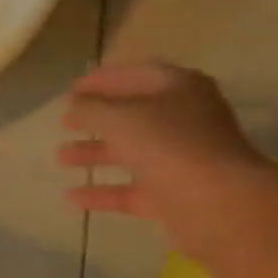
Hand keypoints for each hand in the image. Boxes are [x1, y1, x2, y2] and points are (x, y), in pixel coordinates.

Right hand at [57, 61, 269, 257]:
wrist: (217, 202)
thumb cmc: (168, 145)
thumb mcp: (120, 118)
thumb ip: (91, 108)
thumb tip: (75, 104)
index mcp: (179, 89)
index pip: (137, 74)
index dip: (103, 79)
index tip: (71, 89)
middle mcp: (184, 120)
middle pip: (135, 114)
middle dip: (98, 117)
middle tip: (65, 121)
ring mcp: (180, 158)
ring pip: (131, 152)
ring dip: (96, 153)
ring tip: (60, 158)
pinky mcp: (174, 194)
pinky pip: (132, 190)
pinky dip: (103, 192)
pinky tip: (71, 198)